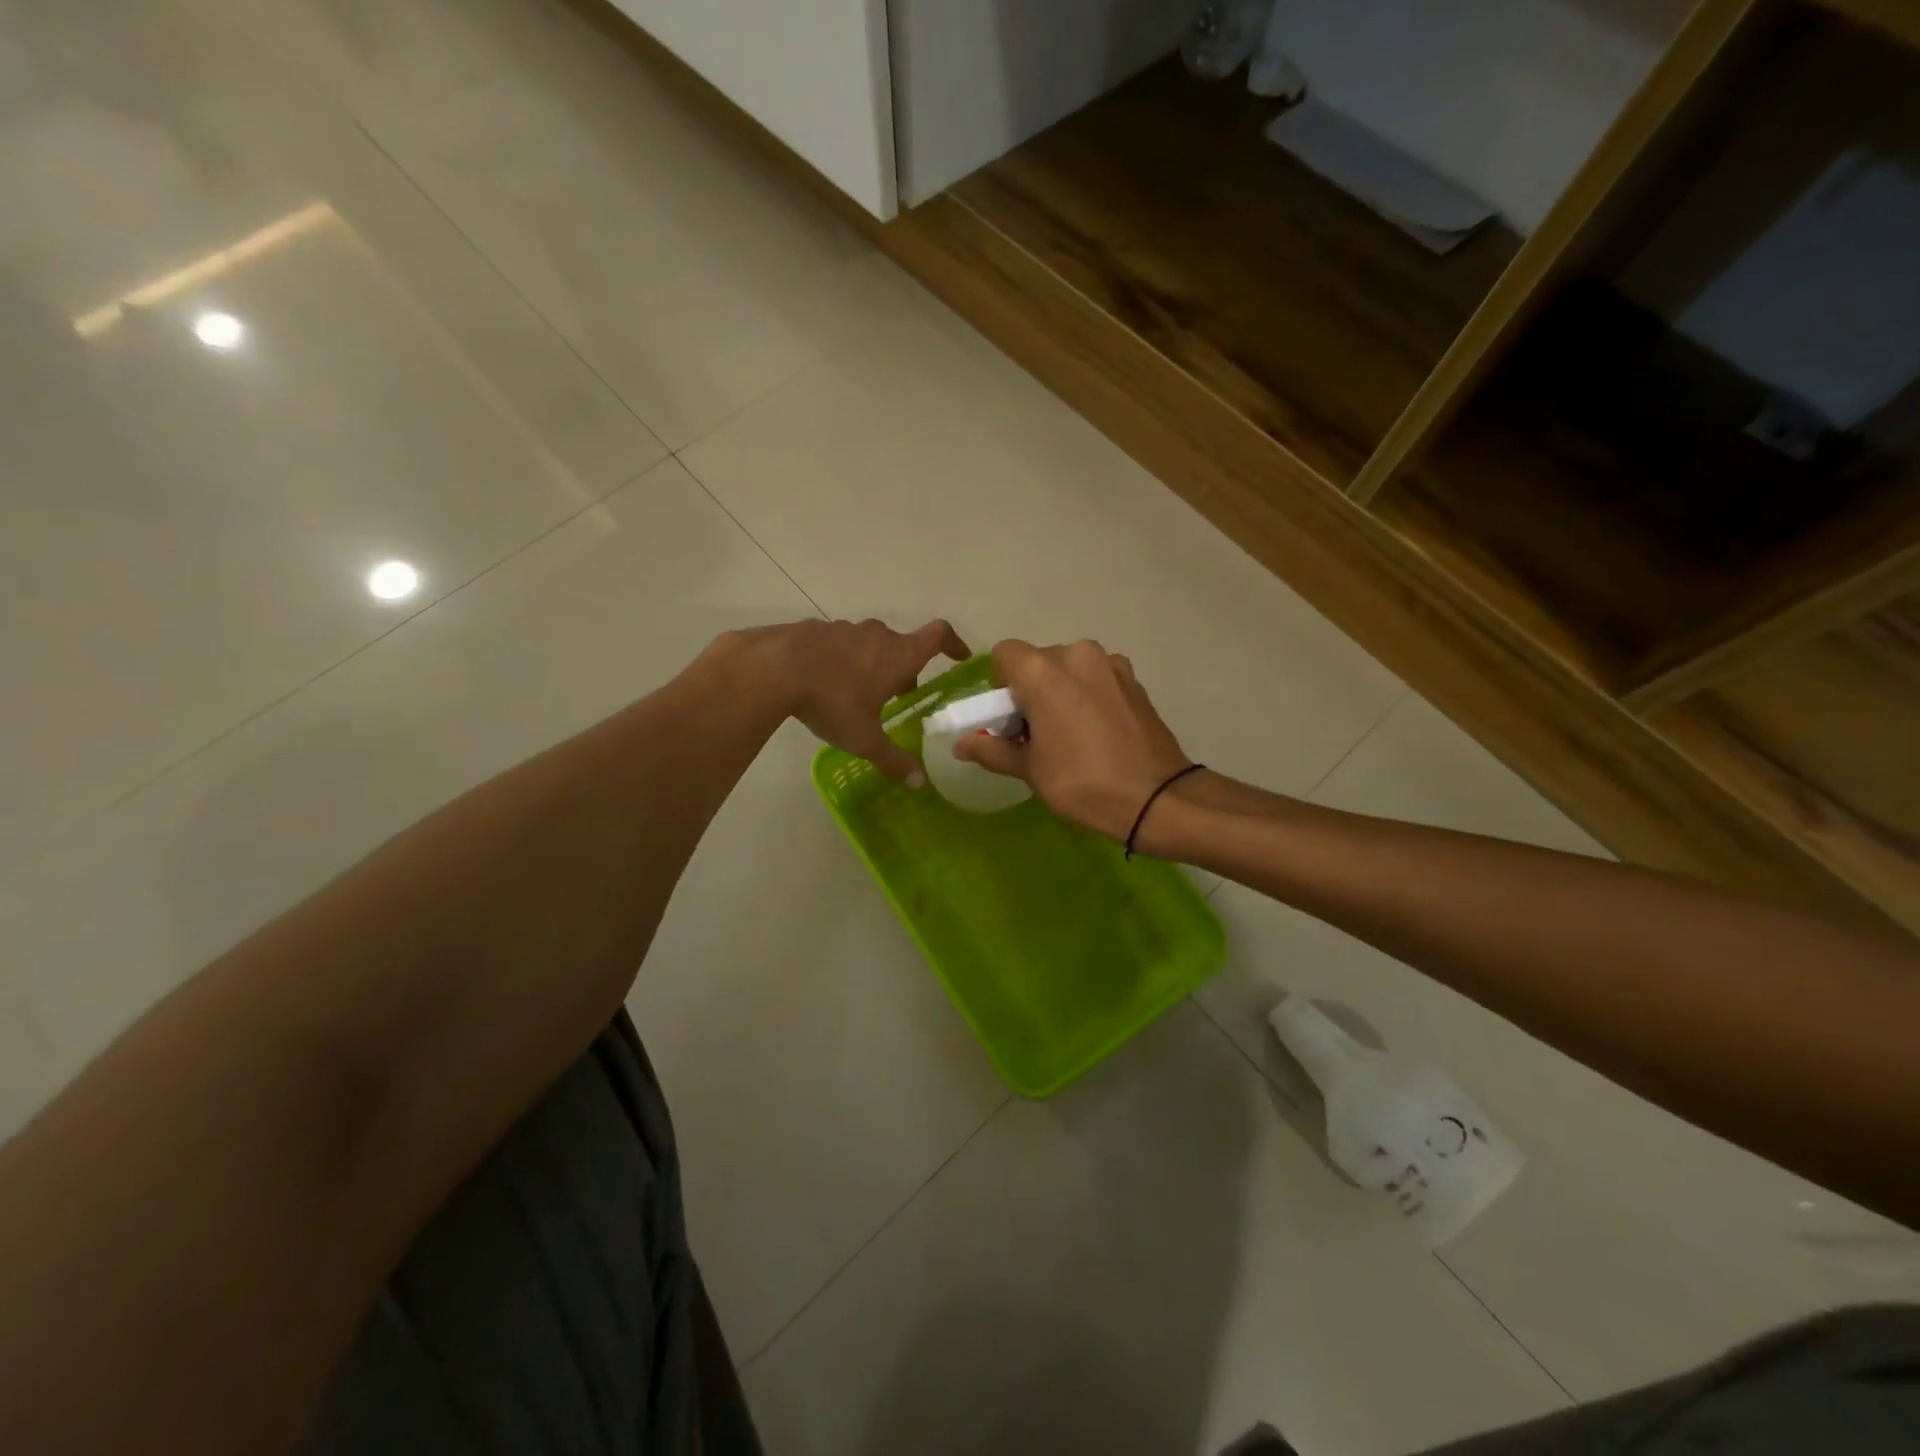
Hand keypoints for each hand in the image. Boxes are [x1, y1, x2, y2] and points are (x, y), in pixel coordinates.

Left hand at [734, 618, 970, 782]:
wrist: (774, 668)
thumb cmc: (832, 701)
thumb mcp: (865, 739)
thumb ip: (894, 760)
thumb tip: (920, 783)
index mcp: (898, 655)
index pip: (938, 636)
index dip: (953, 644)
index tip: (959, 656)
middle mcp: (877, 635)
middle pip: (901, 645)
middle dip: (905, 668)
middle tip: (900, 695)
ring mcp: (844, 629)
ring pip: (869, 644)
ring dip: (872, 663)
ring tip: (858, 693)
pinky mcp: (814, 629)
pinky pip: (838, 644)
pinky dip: (841, 660)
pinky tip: (823, 683)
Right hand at [954, 639, 1191, 840]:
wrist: (1157, 798)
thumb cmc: (1083, 782)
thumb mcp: (1030, 770)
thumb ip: (992, 750)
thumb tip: (961, 745)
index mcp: (1044, 671)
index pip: (1005, 654)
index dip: (999, 683)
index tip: (1007, 716)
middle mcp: (1078, 655)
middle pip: (1039, 661)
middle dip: (1030, 689)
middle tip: (1035, 732)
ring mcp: (1112, 665)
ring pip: (1070, 669)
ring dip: (1061, 691)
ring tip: (1070, 734)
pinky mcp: (1134, 680)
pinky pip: (1097, 679)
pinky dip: (1088, 696)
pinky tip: (1097, 733)